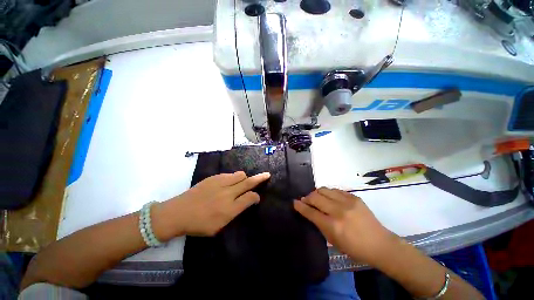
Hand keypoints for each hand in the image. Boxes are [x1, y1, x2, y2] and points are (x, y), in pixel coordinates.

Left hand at [153, 171, 270, 238]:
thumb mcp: (219, 227)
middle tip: (266, 175)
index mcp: (230, 208)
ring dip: (244, 178)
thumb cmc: (199, 224)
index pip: (250, 197)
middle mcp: (228, 193)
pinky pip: (229, 174)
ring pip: (240, 175)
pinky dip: (233, 178)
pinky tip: (228, 183)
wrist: (178, 212)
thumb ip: (235, 213)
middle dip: (260, 178)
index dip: (256, 196)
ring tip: (243, 182)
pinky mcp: (214, 177)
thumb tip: (246, 202)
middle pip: (248, 182)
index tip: (257, 197)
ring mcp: (220, 183)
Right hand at [294, 187, 395, 265]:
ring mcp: (347, 202)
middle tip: (306, 200)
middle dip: (307, 197)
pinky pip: (335, 190)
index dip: (300, 206)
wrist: (380, 244)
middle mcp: (338, 211)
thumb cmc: (355, 248)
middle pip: (315, 197)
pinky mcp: (354, 197)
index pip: (311, 212)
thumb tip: (309, 212)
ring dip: (317, 193)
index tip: (295, 202)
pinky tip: (329, 198)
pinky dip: (328, 193)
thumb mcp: (333, 241)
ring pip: (324, 190)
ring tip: (316, 198)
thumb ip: (319, 225)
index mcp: (333, 225)